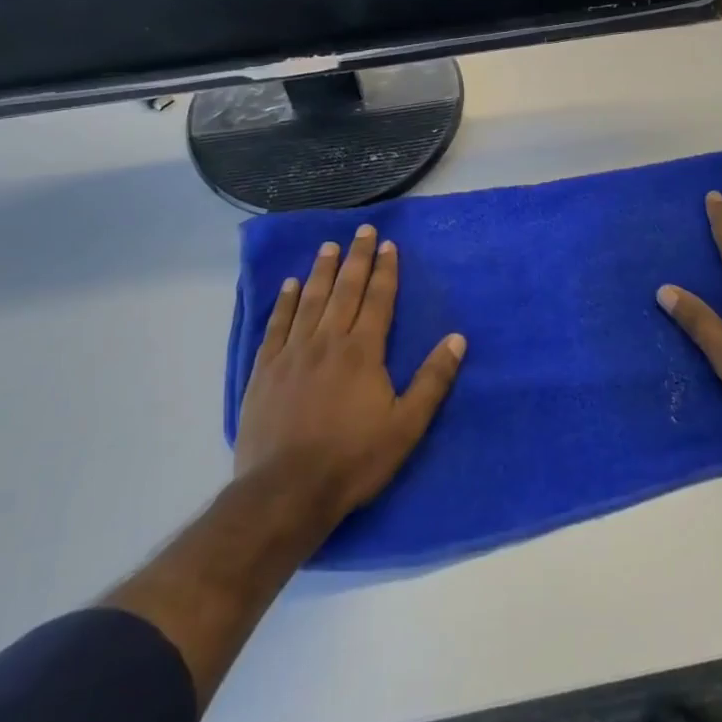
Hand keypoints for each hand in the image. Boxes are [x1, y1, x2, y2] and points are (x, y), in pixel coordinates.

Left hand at [235, 226, 465, 534]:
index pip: (378, 300)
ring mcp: (292, 353)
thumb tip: (457, 339)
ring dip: (322, 271)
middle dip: (357, 258)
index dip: (385, 270)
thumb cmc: (353, 459)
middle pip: (344, 290)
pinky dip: (284, 302)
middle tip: (362, 230)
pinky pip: (277, 325)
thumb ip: (432, 380)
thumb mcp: (406, 426)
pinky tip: (289, 286)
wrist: (285, 492)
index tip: (389, 245)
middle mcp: (327, 341)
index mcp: (363, 351)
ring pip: (310, 300)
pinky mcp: (265, 370)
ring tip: (328, 246)